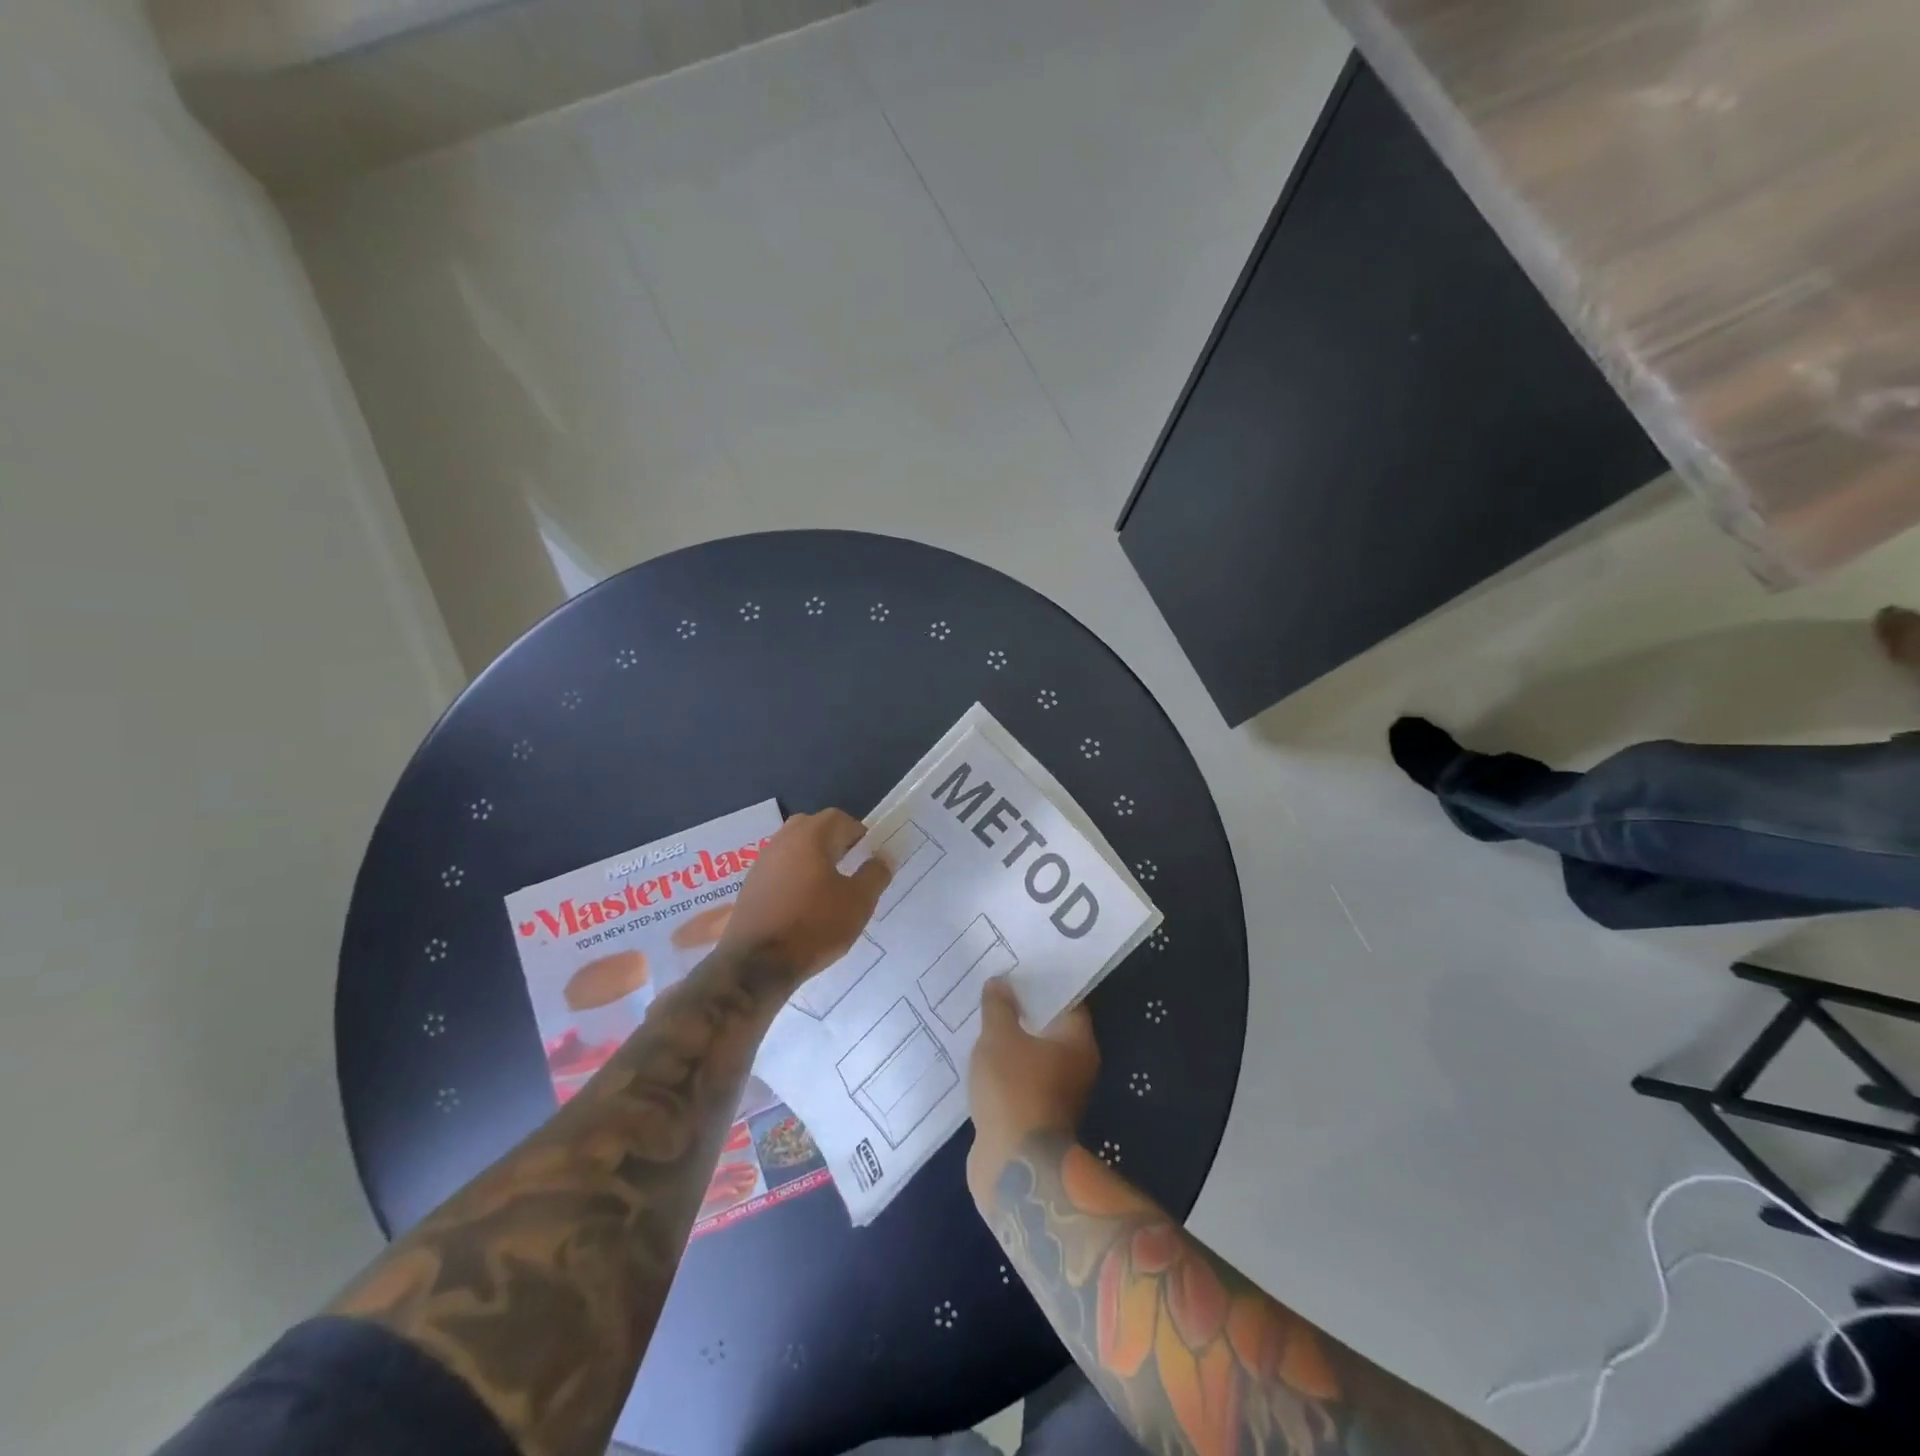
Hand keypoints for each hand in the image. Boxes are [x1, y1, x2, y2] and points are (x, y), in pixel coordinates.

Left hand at [718, 809, 890, 981]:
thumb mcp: (858, 902)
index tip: (869, 855)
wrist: (757, 964)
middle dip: (833, 841)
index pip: (838, 818)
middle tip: (850, 864)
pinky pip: (779, 870)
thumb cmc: (814, 926)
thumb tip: (882, 857)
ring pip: (793, 848)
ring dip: (812, 859)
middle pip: (812, 827)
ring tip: (828, 887)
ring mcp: (761, 863)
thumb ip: (875, 875)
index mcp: (809, 836)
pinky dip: (794, 877)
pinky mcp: (750, 887)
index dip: (858, 833)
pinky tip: (803, 904)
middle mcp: (781, 841)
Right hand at [966, 978, 1099, 1209]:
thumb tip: (1000, 982)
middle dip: (1024, 1011)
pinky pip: (1021, 1080)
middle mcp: (1076, 1066)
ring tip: (983, 1019)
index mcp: (1077, 1041)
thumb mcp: (999, 1038)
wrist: (1014, 1168)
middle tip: (995, 989)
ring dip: (1013, 1042)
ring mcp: (1058, 1095)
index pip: (1066, 999)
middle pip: (1050, 1028)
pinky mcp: (1036, 1117)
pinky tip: (980, 1057)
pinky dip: (1005, 1069)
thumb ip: (999, 1007)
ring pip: (1034, 1056)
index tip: (1018, 968)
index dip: (1043, 982)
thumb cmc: (1014, 1090)